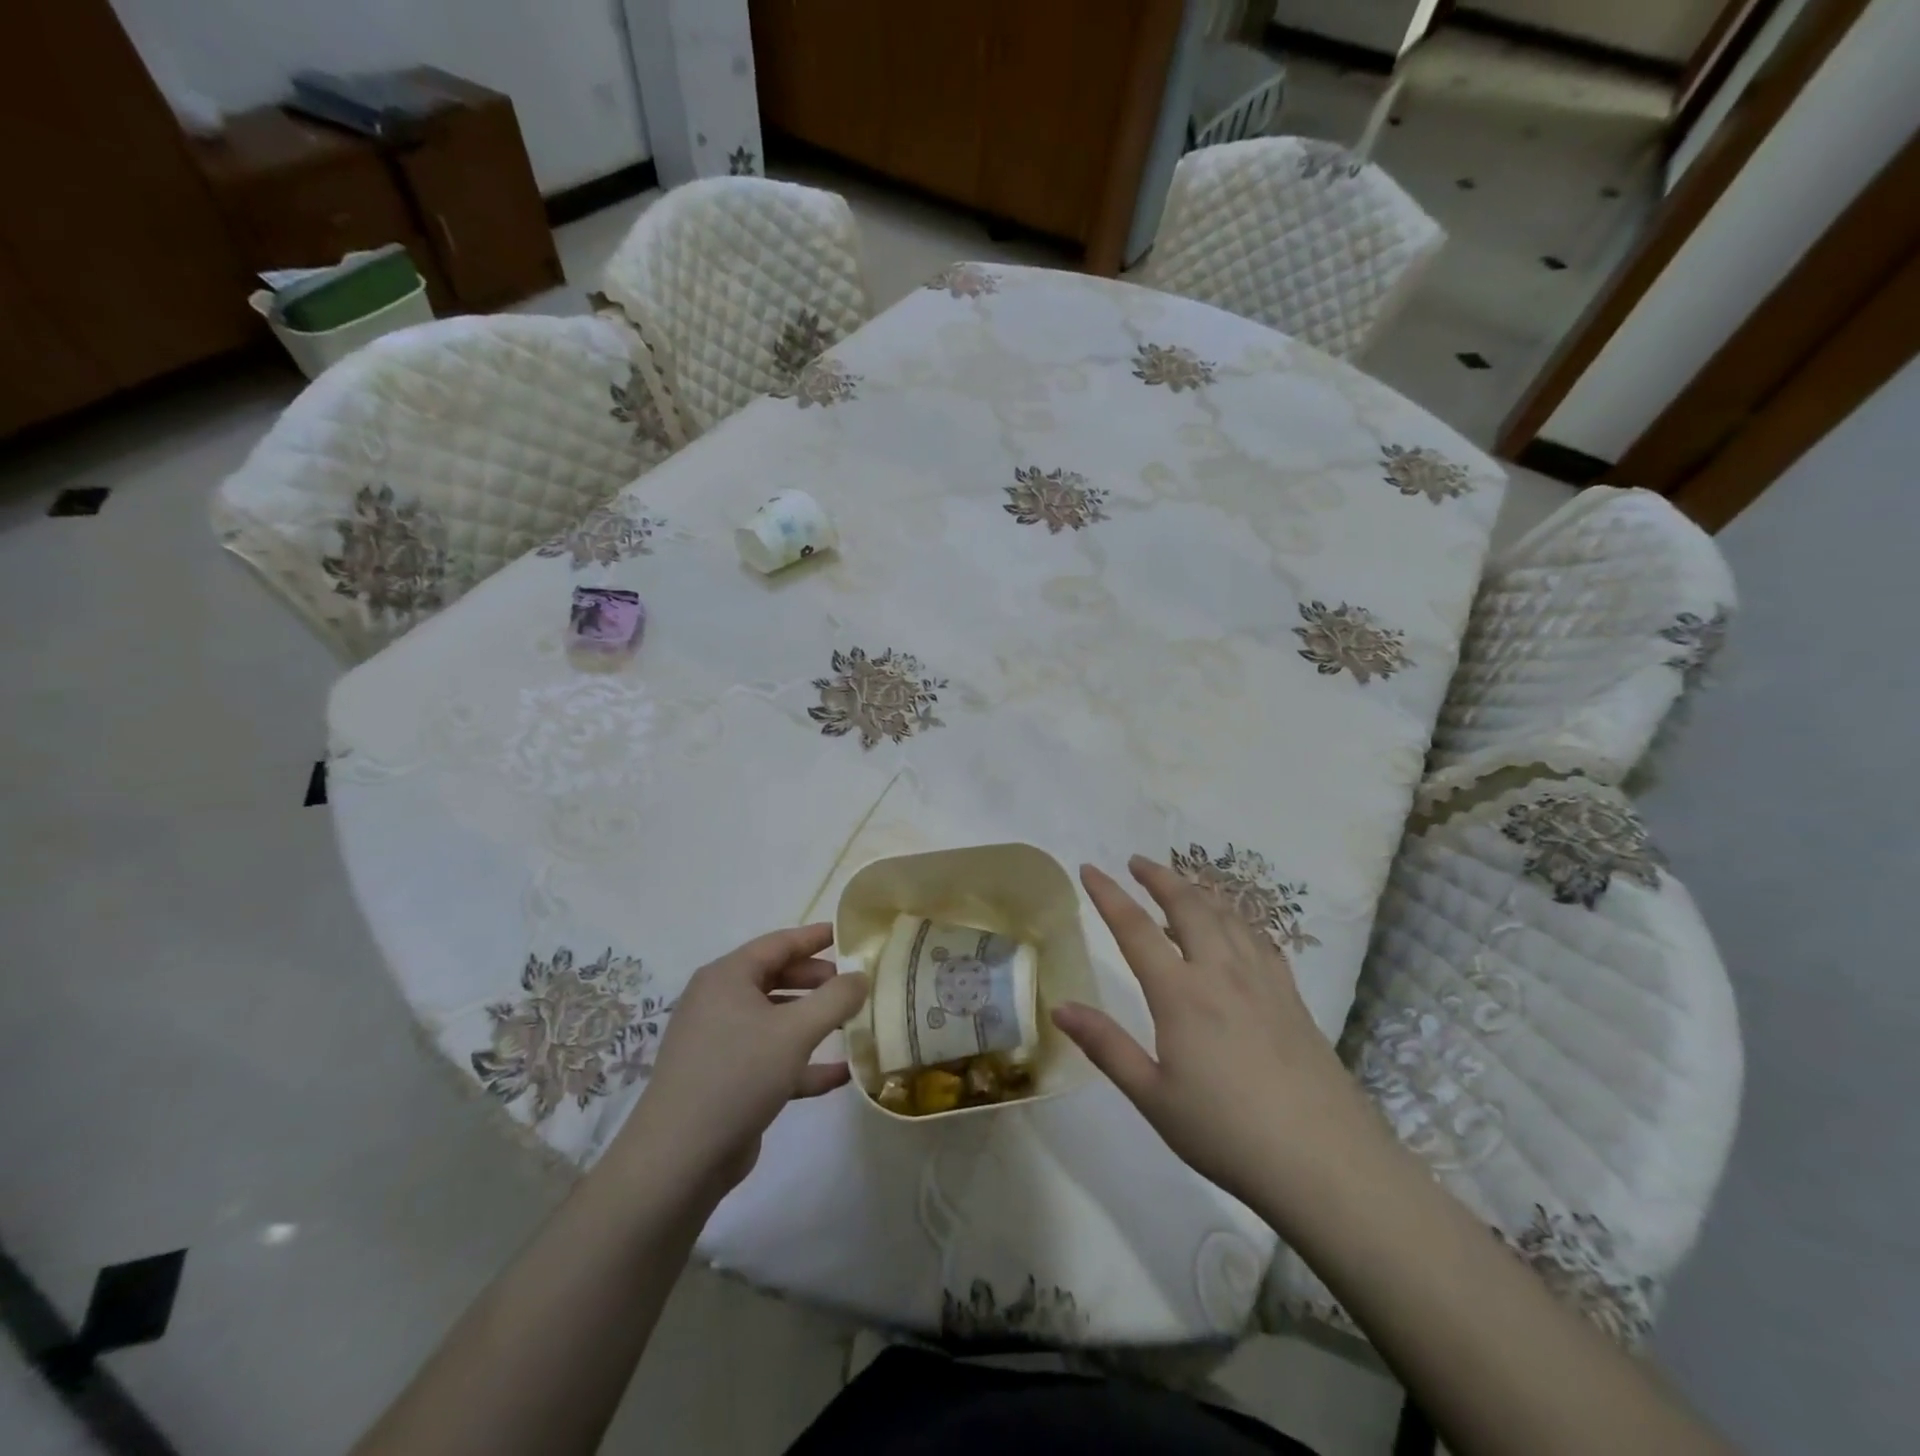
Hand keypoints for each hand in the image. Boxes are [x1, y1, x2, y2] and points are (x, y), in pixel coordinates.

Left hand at [612, 925, 868, 1197]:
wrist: (679, 1159)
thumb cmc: (738, 1074)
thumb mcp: (796, 1031)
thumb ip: (835, 999)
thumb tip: (861, 976)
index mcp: (727, 977)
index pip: (778, 944)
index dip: (814, 937)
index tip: (847, 934)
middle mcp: (719, 1002)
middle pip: (776, 979)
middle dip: (817, 981)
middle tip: (854, 984)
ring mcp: (720, 1043)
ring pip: (775, 1020)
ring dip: (813, 1021)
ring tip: (853, 1022)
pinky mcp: (726, 1081)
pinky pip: (772, 1058)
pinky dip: (803, 1061)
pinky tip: (840, 1074)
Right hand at [1053, 857, 1375, 1208]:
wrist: (1326, 1162)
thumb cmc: (1227, 1133)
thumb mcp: (1153, 1097)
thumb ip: (1106, 1046)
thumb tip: (1060, 1007)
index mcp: (1181, 994)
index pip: (1134, 929)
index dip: (1108, 894)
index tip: (1089, 869)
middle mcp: (1221, 972)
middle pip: (1188, 905)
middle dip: (1159, 877)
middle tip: (1137, 862)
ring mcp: (1262, 980)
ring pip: (1227, 915)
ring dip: (1198, 890)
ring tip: (1180, 885)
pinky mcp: (1291, 996)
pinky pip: (1259, 938)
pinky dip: (1237, 918)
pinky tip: (1235, 928)